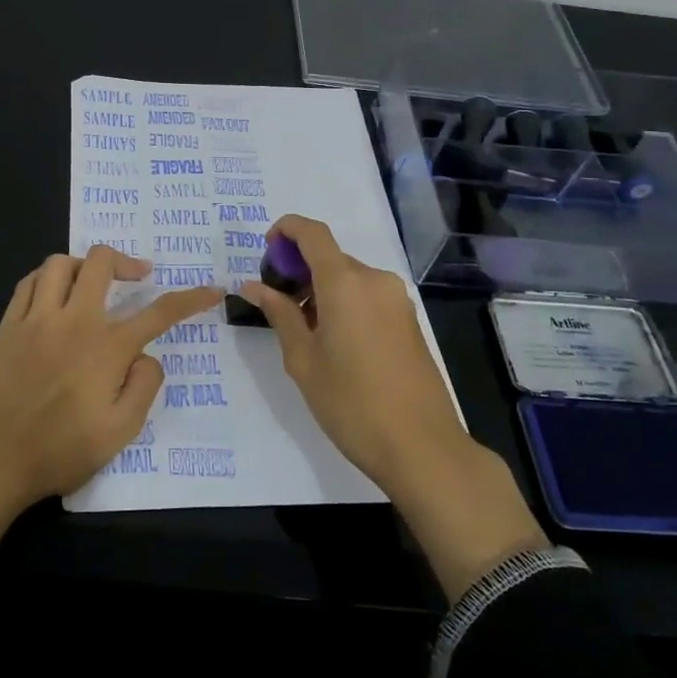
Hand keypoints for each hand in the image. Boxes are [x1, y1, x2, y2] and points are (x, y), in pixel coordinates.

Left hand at [0, 248, 220, 610]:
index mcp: (107, 347)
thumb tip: (148, 356)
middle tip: (138, 275)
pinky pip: (28, 283)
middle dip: (126, 261)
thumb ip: (143, 387)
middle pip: (101, 262)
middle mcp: (73, 320)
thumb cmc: (58, 451)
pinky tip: (52, 294)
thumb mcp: (119, 433)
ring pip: (60, 263)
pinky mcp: (7, 326)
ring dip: (82, 265)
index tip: (210, 291)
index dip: (190, 299)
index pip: (159, 312)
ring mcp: (35, 319)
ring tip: (91, 282)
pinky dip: (46, 278)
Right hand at [237, 214, 464, 488]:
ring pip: (349, 278)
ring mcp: (397, 300)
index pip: (313, 233)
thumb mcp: (303, 360)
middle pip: (330, 258)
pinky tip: (334, 342)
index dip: (286, 230)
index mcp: (345, 283)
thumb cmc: (351, 404)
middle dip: (300, 271)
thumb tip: (254, 286)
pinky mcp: (409, 320)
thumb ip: (279, 314)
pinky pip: (368, 296)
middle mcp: (375, 280)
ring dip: (321, 290)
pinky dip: (344, 303)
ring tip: (303, 332)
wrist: (422, 447)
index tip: (266, 251)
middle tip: (277, 305)